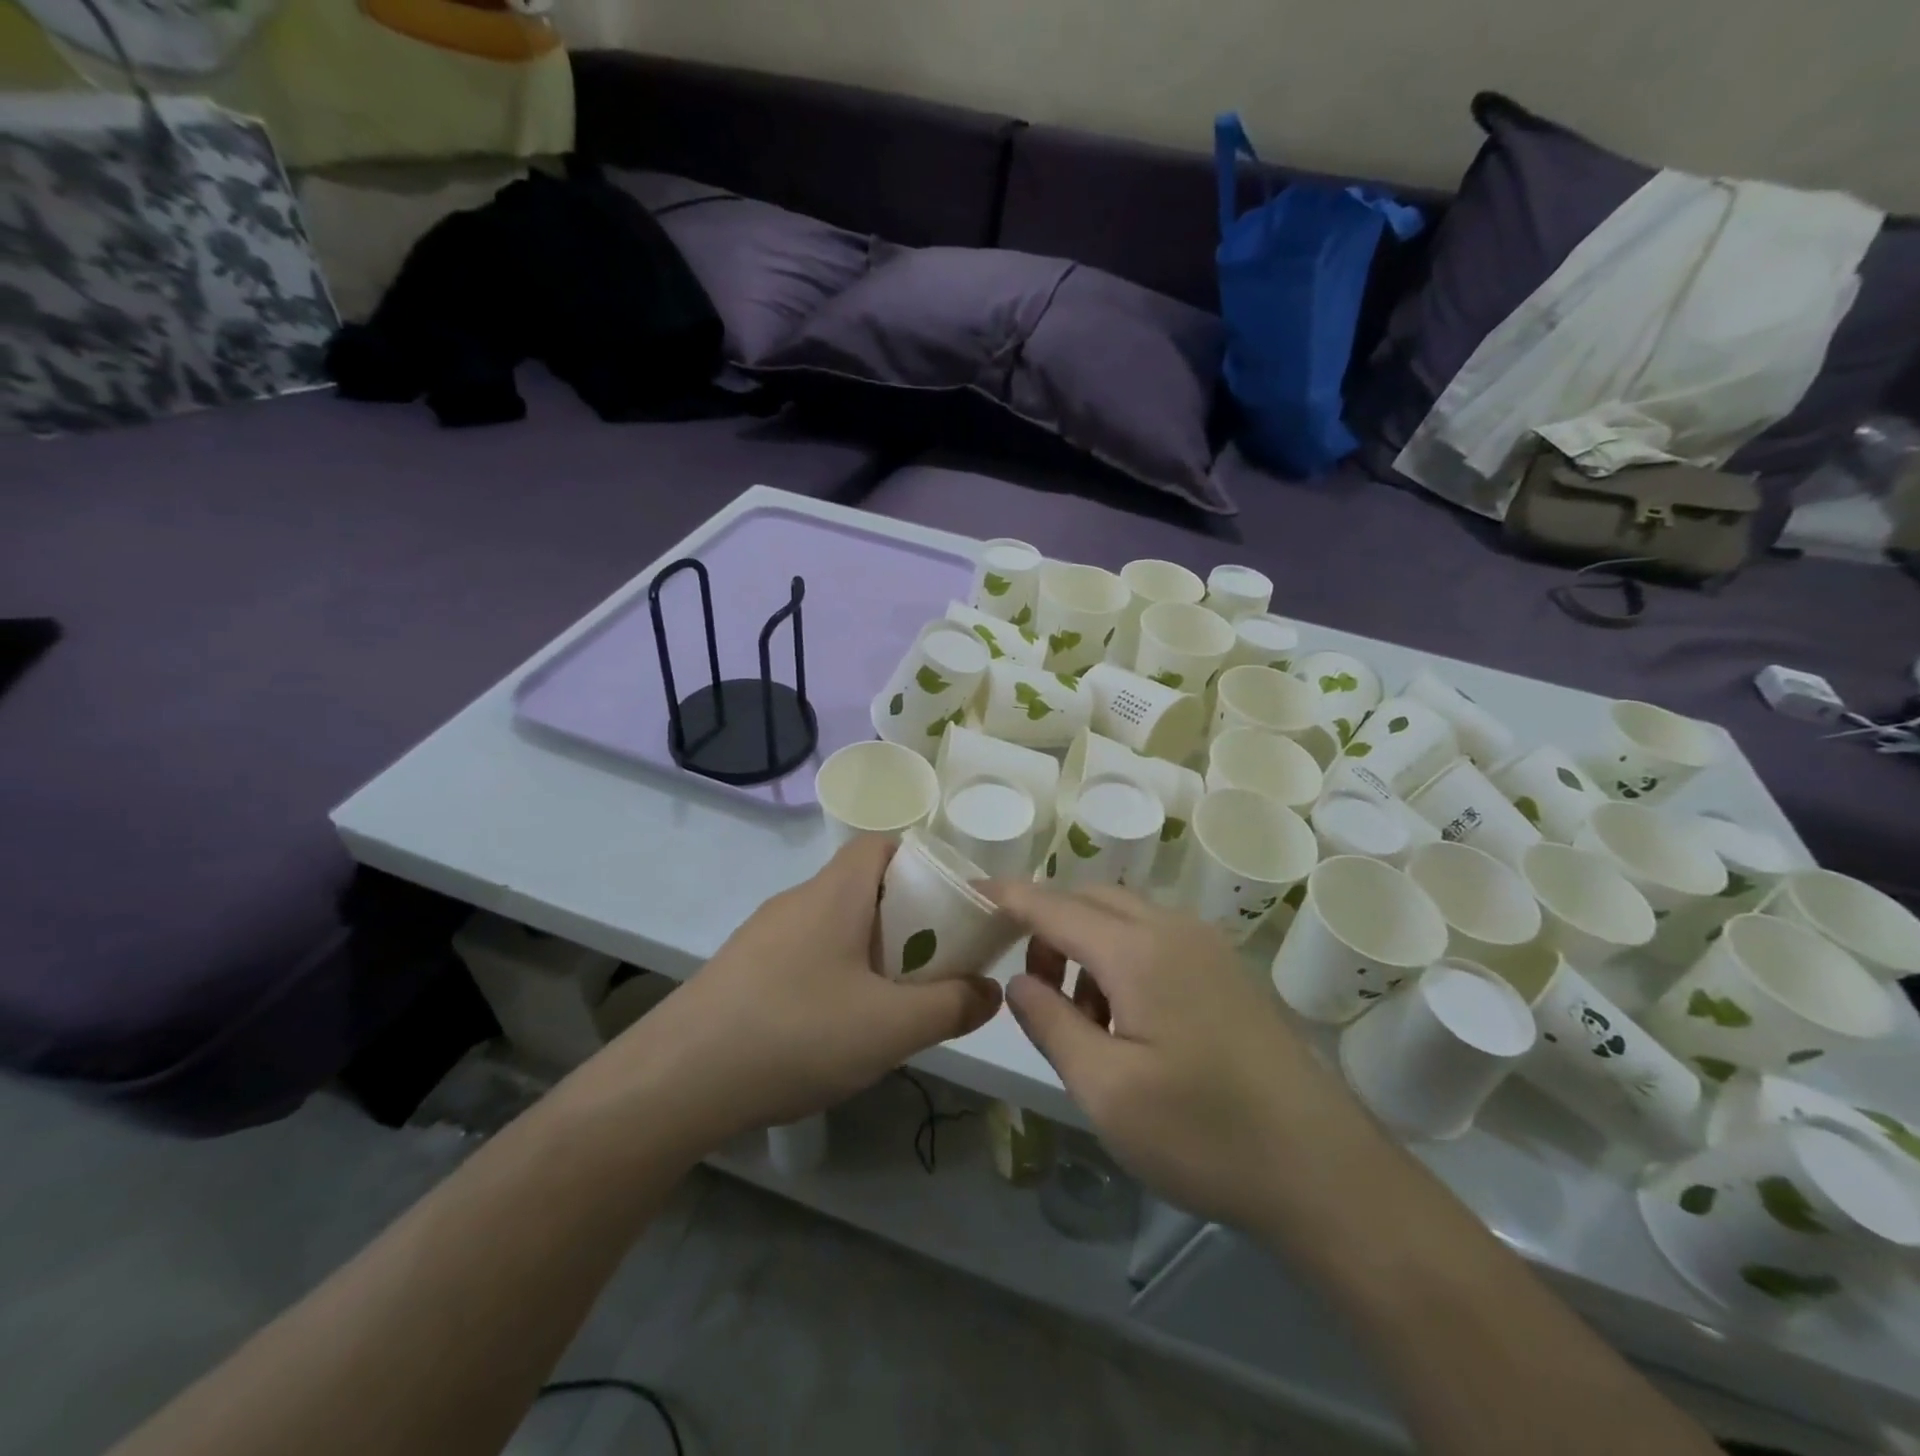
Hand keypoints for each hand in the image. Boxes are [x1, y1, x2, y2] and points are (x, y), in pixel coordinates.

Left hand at [605, 837, 1002, 1148]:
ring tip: (892, 1002)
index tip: (950, 904)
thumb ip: (952, 1006)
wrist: (677, 1081)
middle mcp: (798, 900)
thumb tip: (989, 990)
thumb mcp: (891, 1027)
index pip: (882, 844)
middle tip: (933, 962)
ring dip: (870, 951)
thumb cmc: (796, 1032)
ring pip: (834, 924)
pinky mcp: (742, 970)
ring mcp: (764, 935)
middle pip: (863, 886)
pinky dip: (834, 975)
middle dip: (905, 917)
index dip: (922, 862)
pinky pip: (805, 955)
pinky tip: (835, 1029)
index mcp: (835, 892)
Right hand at [989, 881, 1367, 1232]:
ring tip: (1082, 1017)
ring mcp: (1206, 945)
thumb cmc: (1204, 1134)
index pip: (1054, 905)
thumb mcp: (1106, 1090)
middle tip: (1033, 987)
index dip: (1009, 897)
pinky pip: (1155, 938)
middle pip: (1091, 900)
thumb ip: (1051, 1024)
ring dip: (1087, 945)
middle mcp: (1173, 929)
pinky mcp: (1226, 969)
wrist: (1322, 1169)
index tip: (971, 891)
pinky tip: (1128, 1021)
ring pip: (1124, 917)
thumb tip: (1020, 981)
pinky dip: (1121, 958)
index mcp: (1139, 950)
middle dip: (1049, 927)